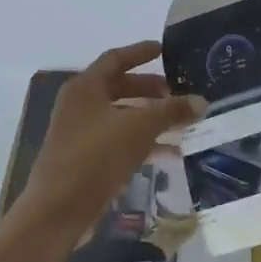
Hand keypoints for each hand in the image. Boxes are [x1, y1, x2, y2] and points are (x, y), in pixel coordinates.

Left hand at [14, 42, 205, 243]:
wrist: (58, 210)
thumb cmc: (96, 156)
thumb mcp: (139, 128)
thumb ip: (171, 111)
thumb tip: (202, 101)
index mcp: (85, 87)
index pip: (116, 59)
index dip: (140, 52)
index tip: (163, 50)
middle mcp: (79, 105)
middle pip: (119, 87)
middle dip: (149, 89)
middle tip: (177, 92)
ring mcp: (80, 133)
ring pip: (121, 116)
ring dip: (149, 118)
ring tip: (180, 123)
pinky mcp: (85, 160)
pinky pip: (118, 141)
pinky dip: (142, 142)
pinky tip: (169, 153)